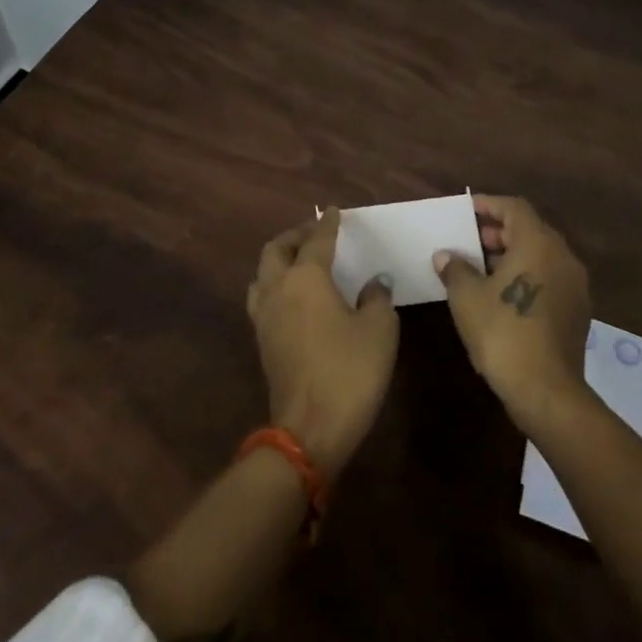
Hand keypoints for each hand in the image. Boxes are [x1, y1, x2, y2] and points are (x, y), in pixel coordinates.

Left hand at [247, 210, 398, 476]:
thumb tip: (374, 282)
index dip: (328, 224)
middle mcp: (278, 289)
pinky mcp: (262, 341)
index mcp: (306, 278)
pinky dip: (276, 284)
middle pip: (276, 249)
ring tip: (300, 262)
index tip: (335, 212)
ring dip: (279, 260)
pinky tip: (295, 297)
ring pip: (262, 273)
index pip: (317, 240)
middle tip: (315, 234)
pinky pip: (263, 298)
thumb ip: (377, 297)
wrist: (310, 429)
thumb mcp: (379, 329)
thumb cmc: (350, 371)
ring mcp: (264, 316)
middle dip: (295, 236)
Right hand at [433, 194, 591, 426]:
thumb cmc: (502, 332)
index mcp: (539, 243)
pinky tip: (502, 296)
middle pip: (530, 230)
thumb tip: (446, 256)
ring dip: (512, 256)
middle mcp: (563, 257)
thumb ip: (455, 269)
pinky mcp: (577, 311)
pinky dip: (526, 276)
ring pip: (541, 256)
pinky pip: (549, 278)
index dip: (488, 205)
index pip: (514, 208)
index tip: (466, 211)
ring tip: (481, 270)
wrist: (546, 390)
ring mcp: (575, 286)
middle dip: (499, 232)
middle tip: (470, 242)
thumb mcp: (467, 297)